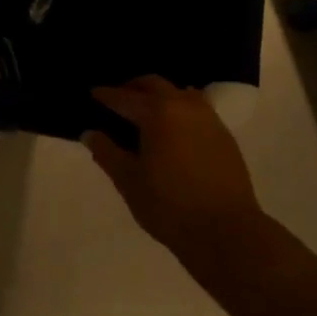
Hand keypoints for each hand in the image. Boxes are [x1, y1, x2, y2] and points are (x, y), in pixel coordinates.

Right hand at [85, 77, 263, 265]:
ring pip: (180, 93)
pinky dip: (179, 109)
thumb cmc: (169, 205)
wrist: (226, 230)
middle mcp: (185, 106)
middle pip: (155, 85)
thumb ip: (107, 153)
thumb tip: (90, 134)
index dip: (106, 95)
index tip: (93, 93)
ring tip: (146, 111)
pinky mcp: (224, 136)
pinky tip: (173, 128)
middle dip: (134, 87)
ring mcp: (209, 119)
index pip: (125, 97)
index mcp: (158, 113)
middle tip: (118, 97)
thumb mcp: (128, 181)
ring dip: (160, 95)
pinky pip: (197, 109)